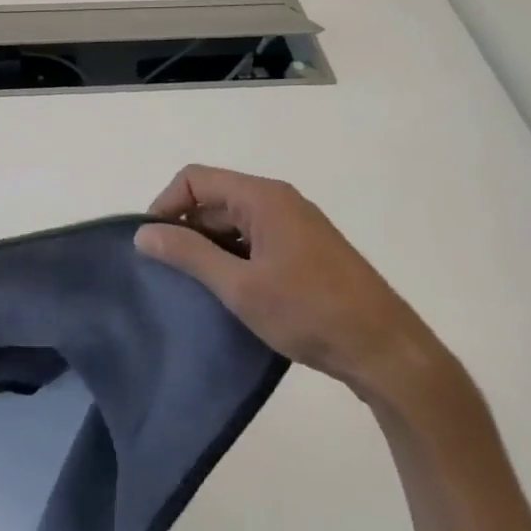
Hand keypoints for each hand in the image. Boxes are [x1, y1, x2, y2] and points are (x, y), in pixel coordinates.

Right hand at [135, 165, 441, 400]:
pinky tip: (230, 291)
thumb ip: (188, 254)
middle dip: (185, 228)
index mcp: (263, 197)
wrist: (386, 351)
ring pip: (232, 222)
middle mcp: (279, 201)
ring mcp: (295, 225)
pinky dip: (233, 257)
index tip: (154, 245)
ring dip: (209, 247)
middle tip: (172, 273)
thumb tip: (143, 233)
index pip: (194, 179)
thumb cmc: (309, 312)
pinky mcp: (304, 250)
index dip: (165, 205)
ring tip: (198, 287)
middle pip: (213, 198)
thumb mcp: (239, 286)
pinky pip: (253, 239)